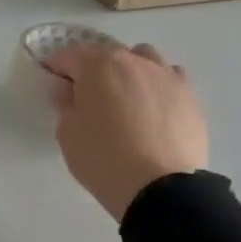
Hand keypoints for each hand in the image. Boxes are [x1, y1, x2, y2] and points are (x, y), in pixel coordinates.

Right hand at [45, 40, 207, 221]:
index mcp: (97, 66)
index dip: (55, 66)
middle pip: (106, 54)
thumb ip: (65, 104)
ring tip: (124, 96)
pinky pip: (170, 77)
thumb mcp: (67, 133)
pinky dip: (157, 84)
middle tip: (85, 95)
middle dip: (92, 68)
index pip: (68, 55)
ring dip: (128, 69)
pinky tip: (152, 106)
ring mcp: (165, 76)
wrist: (160, 188)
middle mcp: (133, 62)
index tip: (51, 79)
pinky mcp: (189, 96)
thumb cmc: (102, 157)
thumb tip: (70, 91)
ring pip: (143, 58)